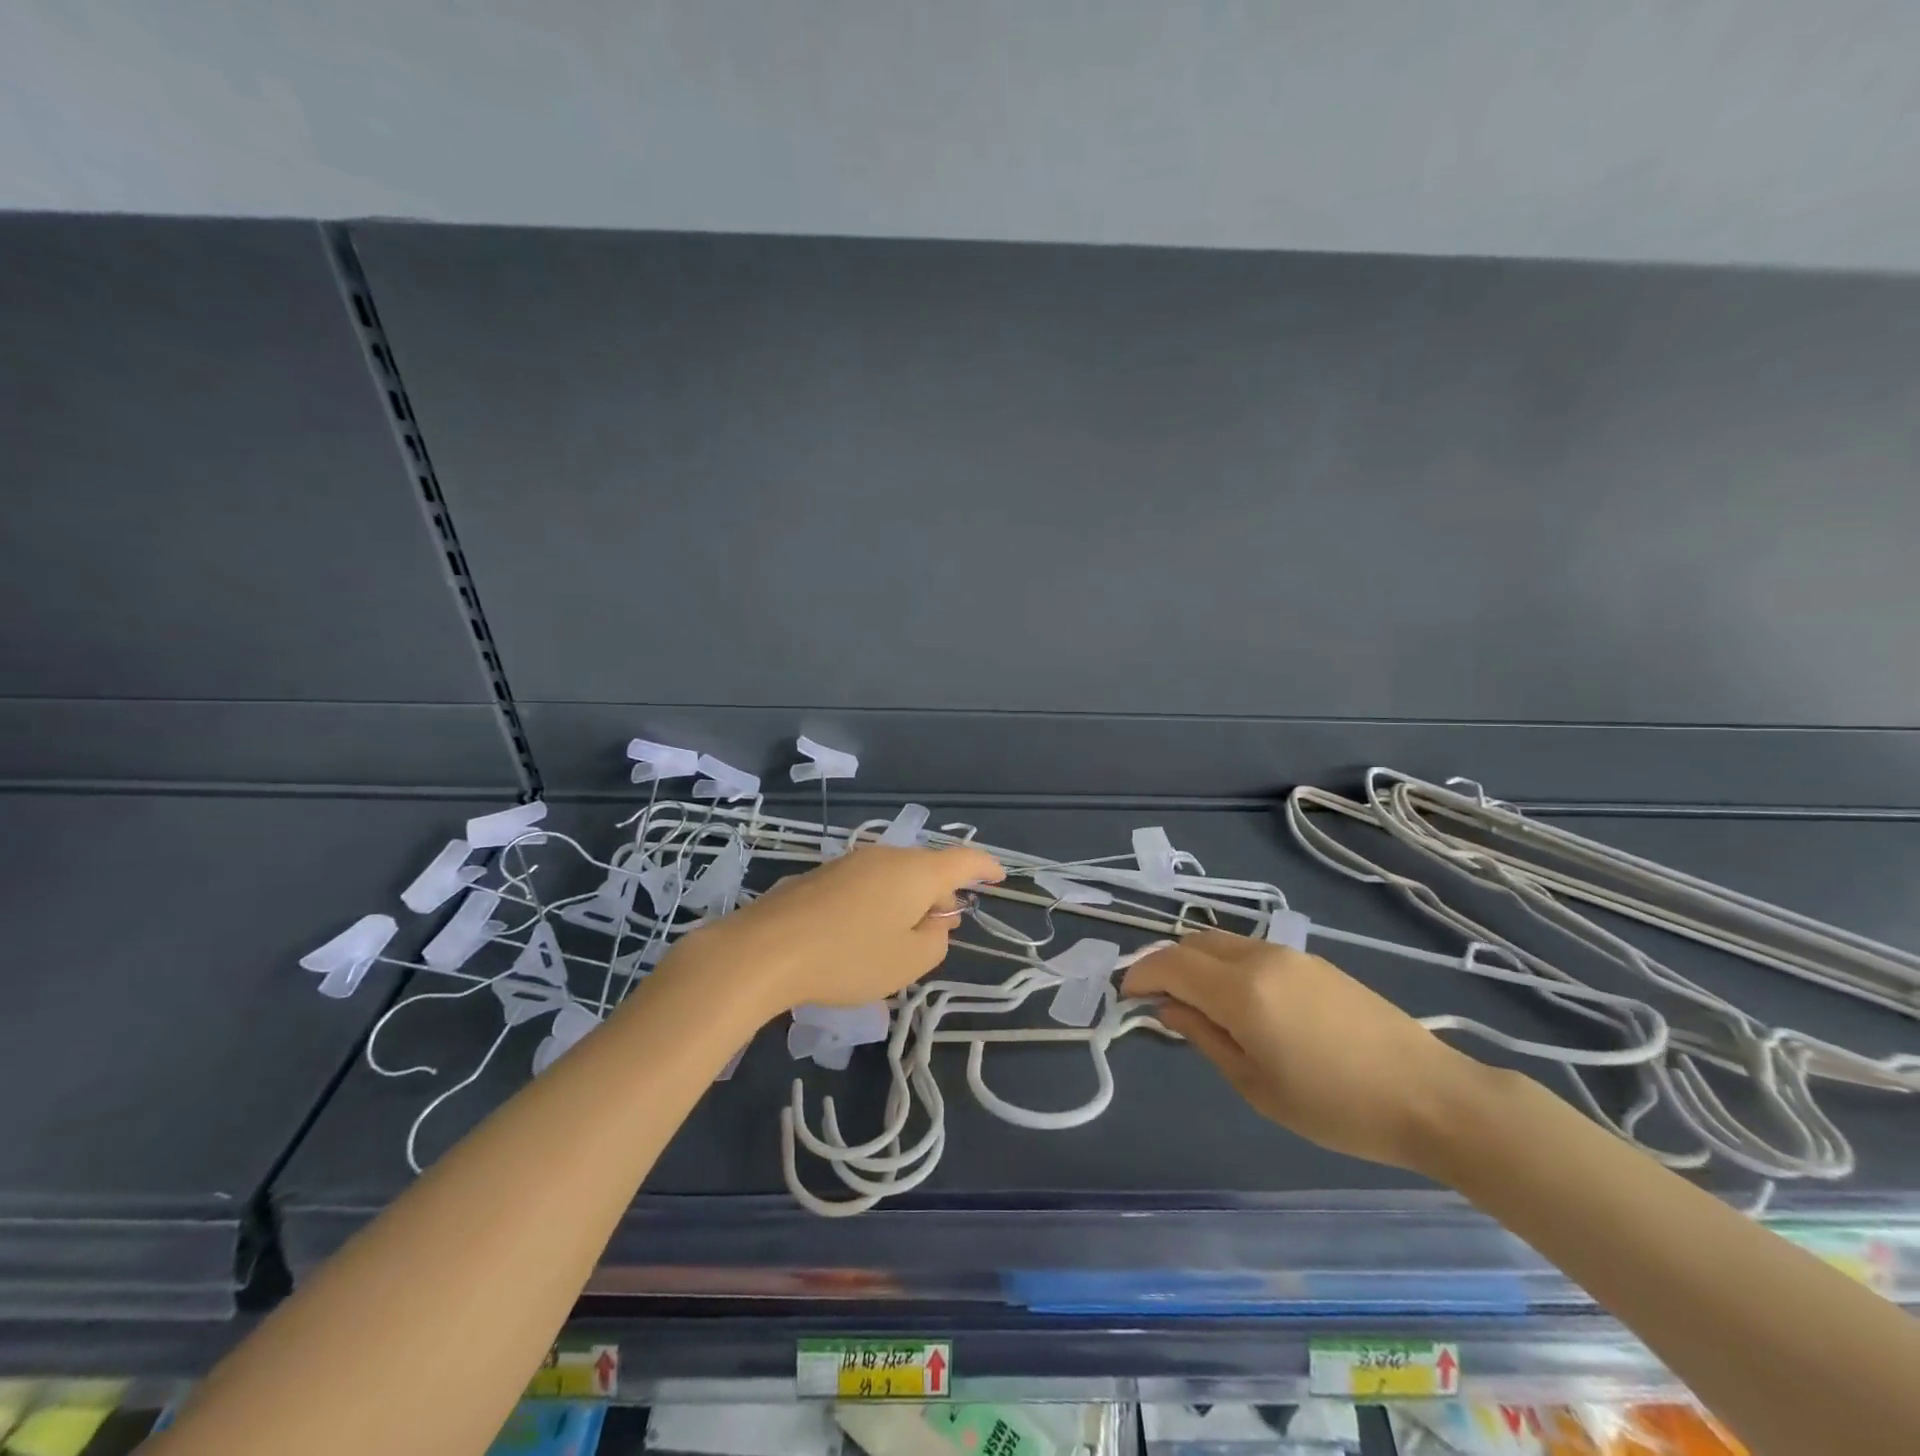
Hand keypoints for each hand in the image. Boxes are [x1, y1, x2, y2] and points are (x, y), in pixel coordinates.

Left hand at [658, 844, 1003, 1021]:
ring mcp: (849, 863)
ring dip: (906, 902)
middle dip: (939, 895)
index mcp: (915, 872)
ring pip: (893, 877)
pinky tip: (861, 936)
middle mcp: (885, 857)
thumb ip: (935, 940)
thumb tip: (935, 922)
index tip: (999, 877)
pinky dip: (877, 904)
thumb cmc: (848, 957)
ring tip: (900, 938)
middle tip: (941, 929)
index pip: (963, 860)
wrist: (764, 950)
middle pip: (926, 869)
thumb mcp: (908, 962)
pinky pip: (865, 885)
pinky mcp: (820, 876)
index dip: (985, 867)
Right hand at [1122, 930, 1487, 1172]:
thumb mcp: (1257, 1085)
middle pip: (1193, 942)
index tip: (1126, 996)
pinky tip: (1241, 1002)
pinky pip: (1252, 950)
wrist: (1431, 1095)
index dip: (1141, 975)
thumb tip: (1168, 1009)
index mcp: (1241, 990)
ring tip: (1198, 1004)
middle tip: (1159, 1001)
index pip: (1170, 963)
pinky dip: (1227, 965)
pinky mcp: (1314, 961)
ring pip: (1222, 942)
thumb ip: (1204, 1038)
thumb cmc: (1337, 1106)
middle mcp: (1260, 957)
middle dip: (1166, 964)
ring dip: (1197, 962)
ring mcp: (1290, 954)